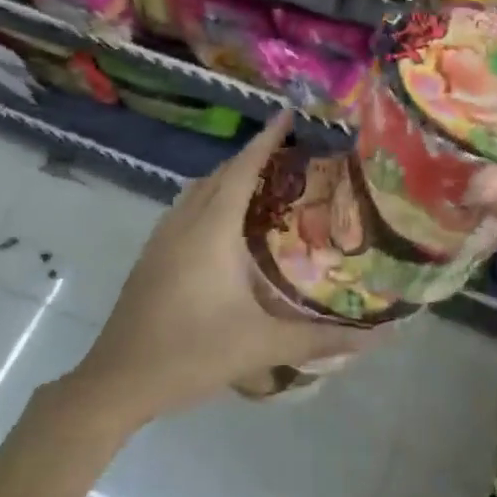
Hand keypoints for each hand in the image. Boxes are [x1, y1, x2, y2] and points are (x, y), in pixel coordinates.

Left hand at [73, 110, 375, 423]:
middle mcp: (185, 223)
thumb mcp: (262, 346)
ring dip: (229, 175)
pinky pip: (186, 208)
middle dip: (253, 154)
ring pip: (199, 190)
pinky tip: (226, 223)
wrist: (116, 382)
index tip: (289, 114)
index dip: (266, 140)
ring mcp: (162, 238)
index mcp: (211, 231)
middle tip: (291, 150)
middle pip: (220, 174)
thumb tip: (379, 337)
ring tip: (265, 179)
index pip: (242, 170)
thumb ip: (320, 339)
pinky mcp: (151, 256)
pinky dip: (211, 196)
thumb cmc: (191, 354)